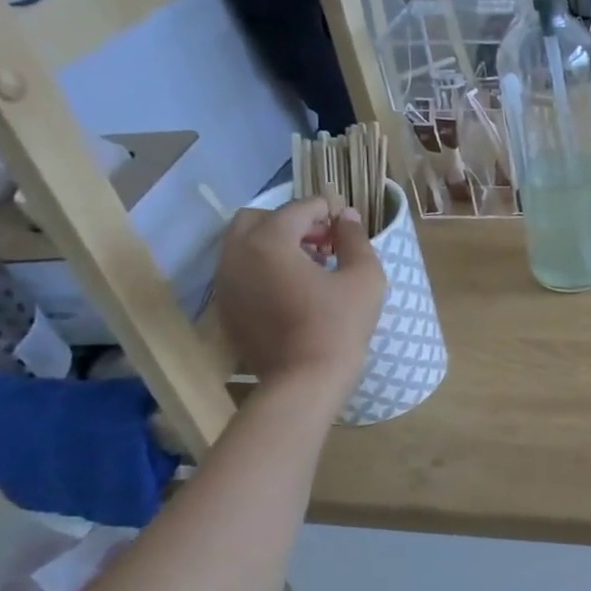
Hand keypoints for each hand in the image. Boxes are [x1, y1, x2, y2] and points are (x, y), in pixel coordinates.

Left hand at [214, 197, 385, 403]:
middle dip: (292, 222)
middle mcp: (237, 254)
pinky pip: (241, 272)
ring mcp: (226, 282)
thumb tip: (346, 216)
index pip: (298, 208)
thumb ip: (355, 239)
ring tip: (310, 266)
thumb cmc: (339, 326)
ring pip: (244, 245)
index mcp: (269, 240)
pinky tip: (292, 290)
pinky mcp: (226, 307)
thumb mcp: (364, 278)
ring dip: (275, 244)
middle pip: (259, 218)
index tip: (345, 225)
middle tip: (323, 242)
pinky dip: (263, 268)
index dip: (325, 210)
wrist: (304, 381)